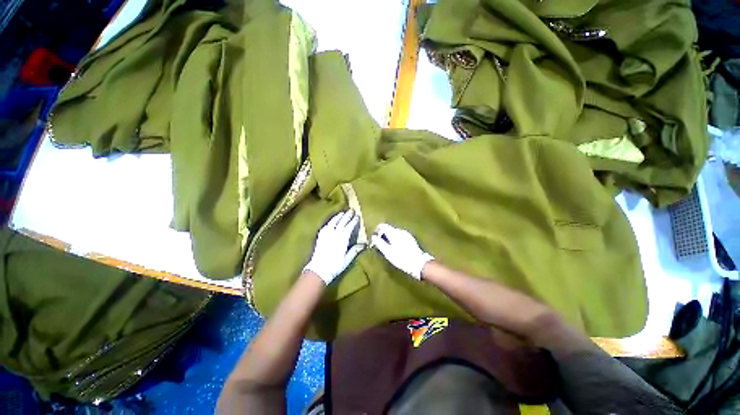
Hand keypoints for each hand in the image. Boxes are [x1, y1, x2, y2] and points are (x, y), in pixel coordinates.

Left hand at [303, 210, 364, 284]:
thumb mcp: (347, 259)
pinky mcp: (320, 237)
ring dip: (338, 216)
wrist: (318, 270)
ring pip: (333, 222)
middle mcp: (334, 235)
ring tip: (342, 212)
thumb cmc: (335, 266)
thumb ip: (355, 250)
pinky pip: (326, 226)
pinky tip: (332, 220)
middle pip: (341, 222)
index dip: (353, 221)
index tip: (357, 216)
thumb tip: (363, 244)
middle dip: (347, 216)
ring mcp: (326, 235)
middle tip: (351, 210)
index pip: (349, 227)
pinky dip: (330, 221)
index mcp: (342, 240)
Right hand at [371, 224, 433, 279]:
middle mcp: (400, 231)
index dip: (377, 230)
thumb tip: (373, 237)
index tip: (374, 237)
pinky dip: (396, 239)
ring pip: (394, 232)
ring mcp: (406, 234)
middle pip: (389, 229)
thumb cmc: (401, 258)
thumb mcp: (388, 252)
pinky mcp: (411, 239)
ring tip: (388, 247)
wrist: (417, 263)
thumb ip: (379, 243)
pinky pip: (400, 236)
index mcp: (394, 232)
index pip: (382, 225)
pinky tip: (396, 248)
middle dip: (383, 235)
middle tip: (380, 244)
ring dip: (390, 237)